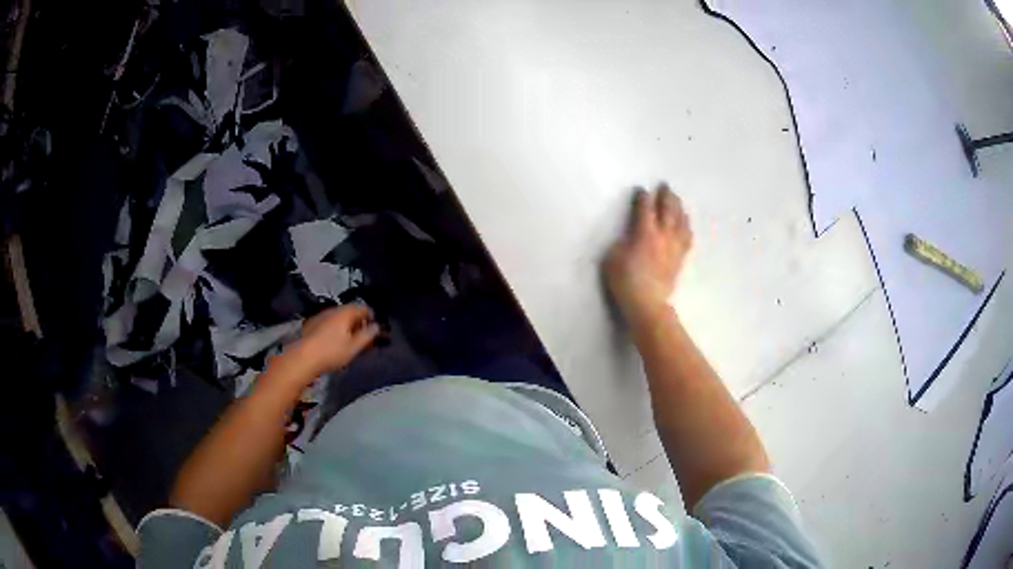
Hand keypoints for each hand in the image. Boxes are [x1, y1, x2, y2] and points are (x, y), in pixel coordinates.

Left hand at [292, 305, 379, 376]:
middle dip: (359, 323)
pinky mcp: (312, 324)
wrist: (302, 357)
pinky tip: (336, 342)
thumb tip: (376, 326)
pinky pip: (330, 323)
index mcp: (345, 313)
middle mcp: (333, 310)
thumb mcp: (354, 347)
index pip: (363, 308)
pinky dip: (337, 329)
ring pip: (339, 318)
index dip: (372, 316)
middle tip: (365, 337)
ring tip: (351, 342)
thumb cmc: (331, 352)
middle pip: (351, 312)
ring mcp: (321, 316)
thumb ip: (367, 335)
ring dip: (348, 327)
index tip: (376, 328)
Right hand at [604, 184, 692, 329]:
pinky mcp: (680, 258)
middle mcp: (662, 235)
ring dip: (679, 208)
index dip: (643, 197)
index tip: (641, 189)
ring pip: (680, 221)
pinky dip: (687, 227)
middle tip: (665, 186)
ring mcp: (674, 247)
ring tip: (677, 201)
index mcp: (644, 232)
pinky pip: (687, 238)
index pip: (645, 208)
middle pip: (667, 210)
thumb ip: (622, 242)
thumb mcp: (612, 258)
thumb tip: (629, 235)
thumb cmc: (625, 281)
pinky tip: (686, 224)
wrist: (647, 303)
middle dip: (666, 196)